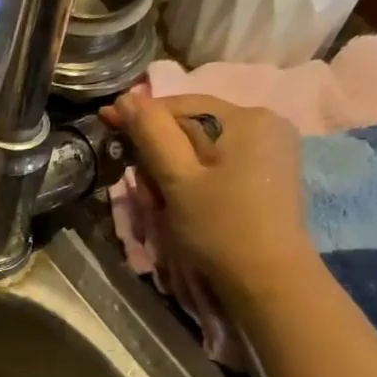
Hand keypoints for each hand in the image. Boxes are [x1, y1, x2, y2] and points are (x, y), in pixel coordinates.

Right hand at [105, 90, 313, 300]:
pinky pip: (222, 159)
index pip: (178, 104)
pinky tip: (187, 198)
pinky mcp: (270, 170)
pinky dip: (197, 174)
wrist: (268, 279)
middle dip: (159, 148)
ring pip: (205, 143)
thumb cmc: (218, 228)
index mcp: (243, 118)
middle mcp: (264, 121)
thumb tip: (127, 98)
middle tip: (139, 183)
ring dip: (175, 164)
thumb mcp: (176, 181)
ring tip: (161, 199)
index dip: (138, 115)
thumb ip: (152, 135)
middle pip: (193, 123)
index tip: (103, 125)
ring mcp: (272, 146)